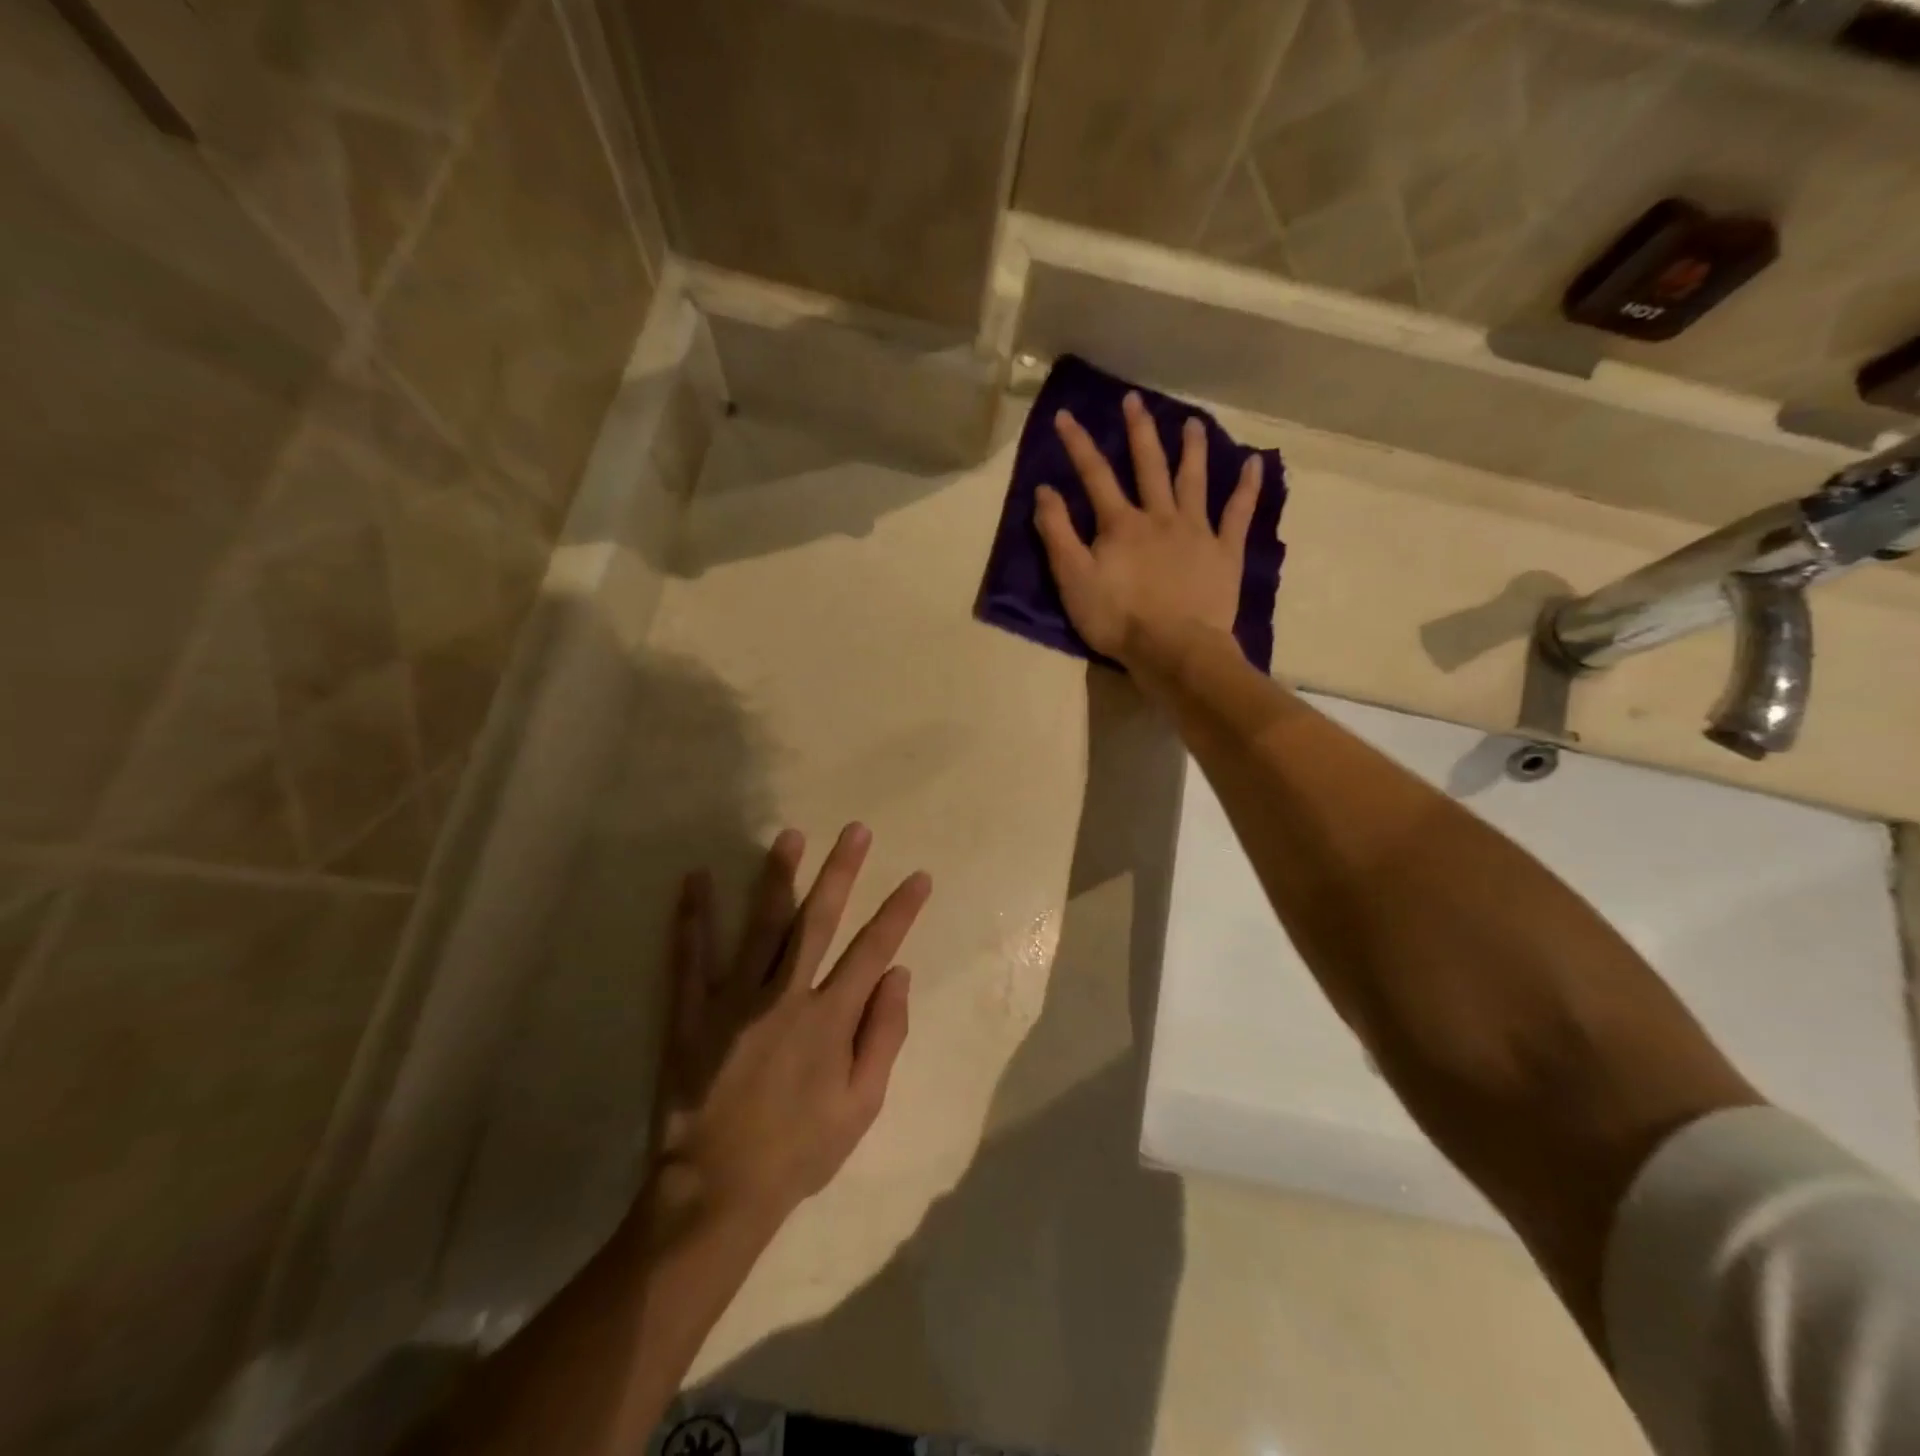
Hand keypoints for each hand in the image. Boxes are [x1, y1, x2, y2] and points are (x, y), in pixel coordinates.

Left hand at [647, 824, 930, 1240]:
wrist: (717, 1191)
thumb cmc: (799, 1150)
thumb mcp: (862, 1106)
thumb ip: (884, 1036)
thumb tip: (899, 975)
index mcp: (830, 1018)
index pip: (874, 949)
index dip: (900, 911)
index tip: (918, 876)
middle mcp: (786, 995)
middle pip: (818, 920)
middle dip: (841, 872)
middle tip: (856, 830)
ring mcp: (735, 1000)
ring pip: (761, 925)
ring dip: (778, 877)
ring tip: (790, 835)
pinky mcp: (692, 1013)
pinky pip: (690, 958)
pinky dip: (692, 918)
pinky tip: (694, 879)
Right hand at [1034, 392, 1261, 667]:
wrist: (1174, 649)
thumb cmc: (1117, 619)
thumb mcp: (1073, 580)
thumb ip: (1058, 533)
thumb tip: (1045, 489)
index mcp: (1120, 524)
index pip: (1095, 475)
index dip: (1078, 444)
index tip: (1065, 415)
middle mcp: (1159, 516)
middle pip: (1148, 465)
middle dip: (1138, 431)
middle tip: (1134, 400)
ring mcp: (1196, 531)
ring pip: (1194, 480)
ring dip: (1192, 448)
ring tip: (1193, 422)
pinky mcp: (1224, 551)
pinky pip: (1238, 513)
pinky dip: (1248, 487)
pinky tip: (1255, 463)